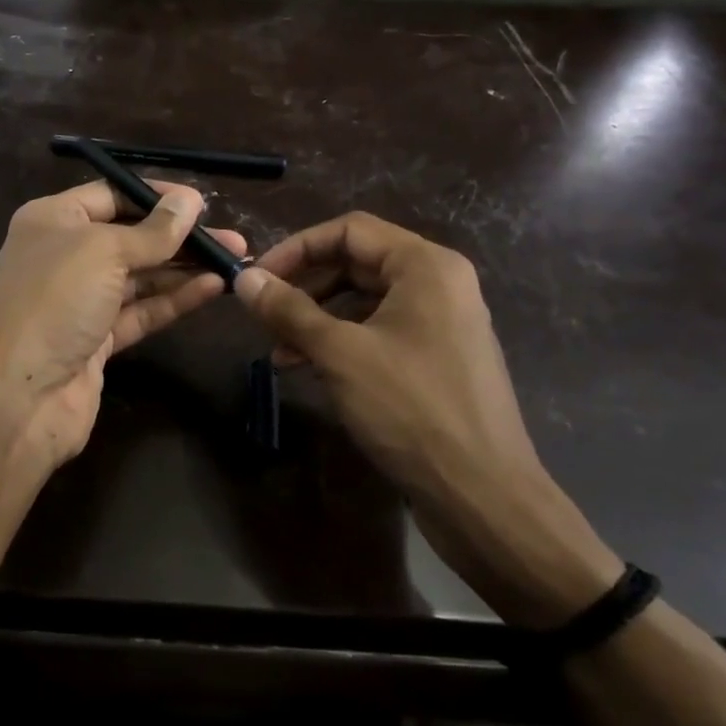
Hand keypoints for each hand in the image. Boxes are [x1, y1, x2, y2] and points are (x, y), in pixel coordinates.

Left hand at [0, 179, 246, 484]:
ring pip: (139, 277)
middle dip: (179, 237)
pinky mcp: (96, 341)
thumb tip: (190, 200)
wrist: (16, 398)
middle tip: (232, 238)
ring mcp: (79, 302)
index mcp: (52, 220)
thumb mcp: (103, 252)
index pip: (110, 196)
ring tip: (234, 260)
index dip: (155, 197)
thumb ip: (152, 231)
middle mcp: (63, 256)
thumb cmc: (53, 302)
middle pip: (129, 238)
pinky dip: (174, 300)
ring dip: (184, 269)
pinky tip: (213, 288)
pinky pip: (140, 312)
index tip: (201, 203)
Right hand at [233, 213, 617, 627]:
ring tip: (279, 351)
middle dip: (305, 286)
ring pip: (365, 302)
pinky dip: (341, 342)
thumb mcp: (340, 353)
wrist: (482, 495)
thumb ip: (289, 310)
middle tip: (264, 315)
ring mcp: (441, 323)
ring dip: (317, 319)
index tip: (258, 278)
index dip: (297, 247)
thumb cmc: (411, 409)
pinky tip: (309, 368)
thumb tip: (243, 279)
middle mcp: (439, 284)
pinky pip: (379, 332)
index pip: (350, 231)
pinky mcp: (436, 359)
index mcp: (425, 266)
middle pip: (357, 263)